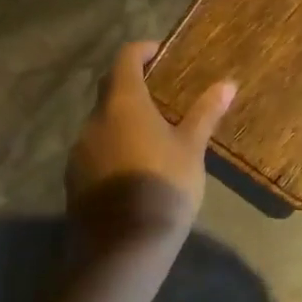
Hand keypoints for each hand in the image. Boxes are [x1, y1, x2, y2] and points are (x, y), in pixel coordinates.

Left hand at [67, 43, 235, 258]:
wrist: (121, 250)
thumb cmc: (163, 186)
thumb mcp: (191, 149)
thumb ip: (205, 113)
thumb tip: (228, 84)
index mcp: (124, 102)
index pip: (125, 59)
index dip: (141, 51)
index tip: (160, 53)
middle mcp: (95, 119)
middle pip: (110, 88)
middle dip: (132, 85)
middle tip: (160, 93)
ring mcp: (80, 150)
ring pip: (101, 121)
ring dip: (122, 119)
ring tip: (150, 134)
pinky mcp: (74, 179)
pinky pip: (95, 150)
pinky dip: (112, 146)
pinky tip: (133, 167)